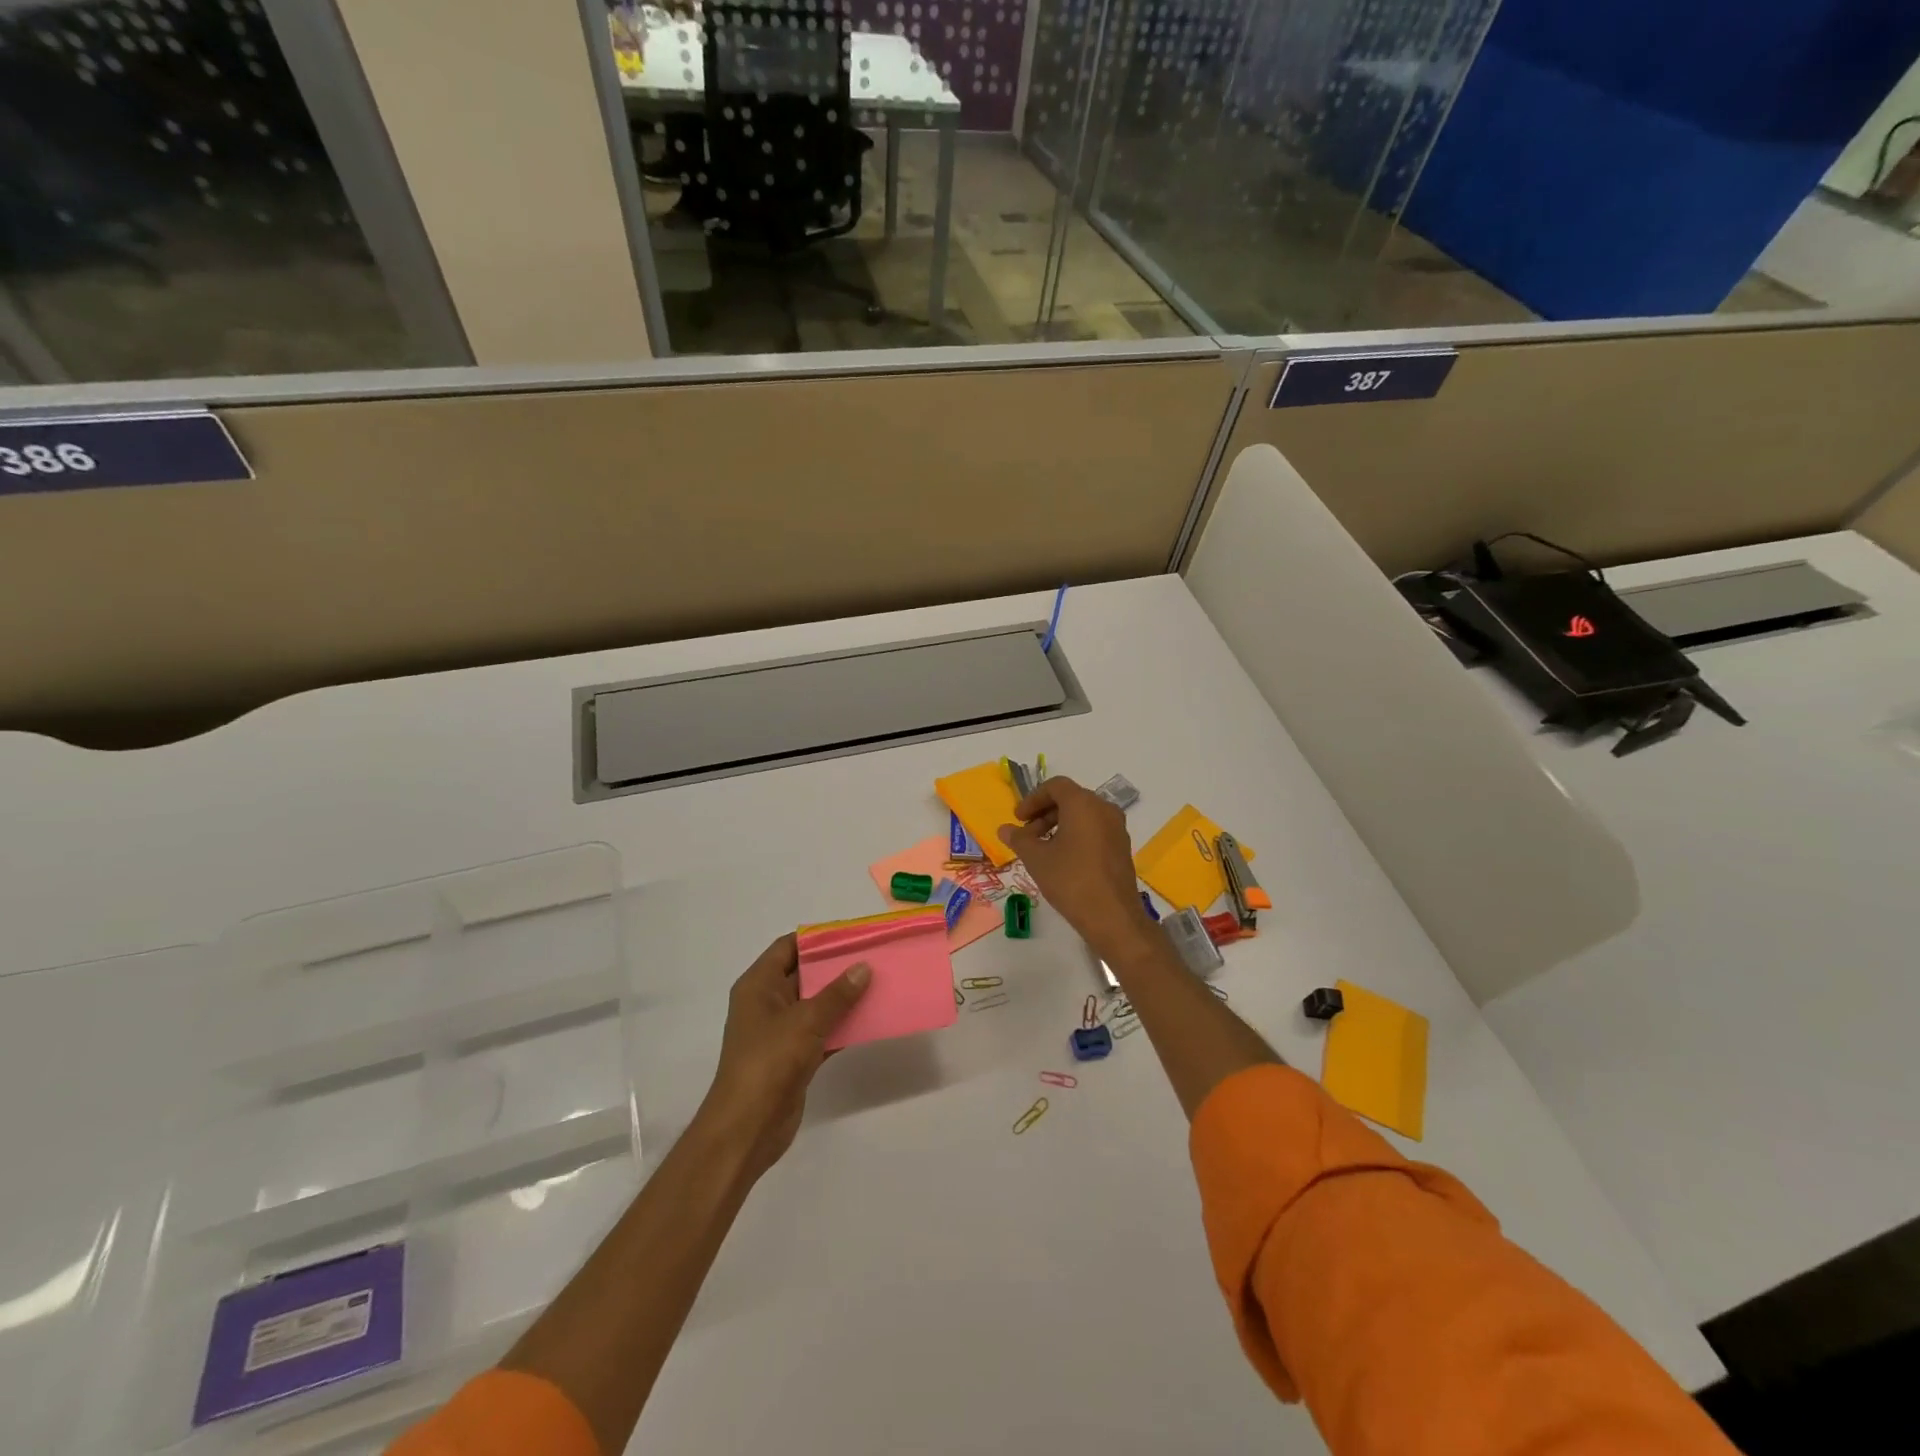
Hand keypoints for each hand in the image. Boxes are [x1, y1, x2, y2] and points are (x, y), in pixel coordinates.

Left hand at [699, 934, 870, 1181]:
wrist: (747, 1129)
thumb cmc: (769, 1062)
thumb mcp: (806, 1020)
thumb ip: (837, 994)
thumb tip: (863, 967)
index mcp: (758, 985)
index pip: (788, 947)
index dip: (818, 938)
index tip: (853, 934)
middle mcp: (767, 1003)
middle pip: (805, 974)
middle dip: (837, 967)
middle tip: (873, 957)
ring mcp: (780, 1032)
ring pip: (816, 1004)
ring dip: (844, 998)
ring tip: (880, 984)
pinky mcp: (794, 1058)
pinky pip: (823, 1032)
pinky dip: (843, 1026)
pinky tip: (872, 1020)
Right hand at [999, 777, 1154, 956]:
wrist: (1112, 916)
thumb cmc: (1070, 880)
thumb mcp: (1036, 859)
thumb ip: (1019, 839)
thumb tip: (1004, 829)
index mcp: (1083, 804)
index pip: (1055, 786)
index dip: (1033, 799)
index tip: (1018, 818)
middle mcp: (1104, 809)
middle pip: (1070, 799)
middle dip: (1044, 813)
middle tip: (1026, 835)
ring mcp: (1117, 828)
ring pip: (1084, 815)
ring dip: (1059, 824)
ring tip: (1042, 849)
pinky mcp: (1122, 847)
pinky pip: (1095, 829)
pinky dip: (1076, 835)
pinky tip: (1063, 859)